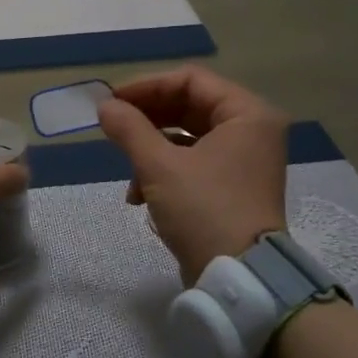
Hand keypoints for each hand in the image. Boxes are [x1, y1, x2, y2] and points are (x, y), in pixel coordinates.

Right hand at [98, 67, 287, 284]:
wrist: (239, 277)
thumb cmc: (204, 210)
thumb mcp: (159, 166)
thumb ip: (129, 129)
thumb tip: (104, 106)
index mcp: (247, 114)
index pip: (191, 80)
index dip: (148, 86)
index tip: (112, 101)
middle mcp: (252, 131)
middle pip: (190, 107)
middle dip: (148, 119)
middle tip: (113, 126)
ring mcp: (244, 161)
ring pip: (188, 137)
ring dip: (151, 149)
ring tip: (127, 170)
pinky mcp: (233, 187)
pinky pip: (194, 163)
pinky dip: (165, 172)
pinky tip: (139, 195)